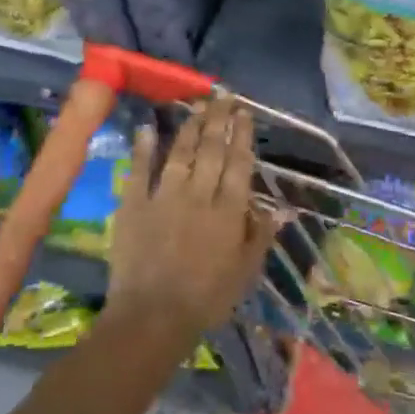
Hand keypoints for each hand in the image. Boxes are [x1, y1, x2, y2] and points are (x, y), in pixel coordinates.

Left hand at [107, 94, 282, 334]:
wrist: (152, 317)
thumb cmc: (207, 299)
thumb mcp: (245, 272)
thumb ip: (260, 235)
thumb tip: (281, 207)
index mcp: (229, 211)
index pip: (239, 164)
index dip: (243, 136)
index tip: (245, 112)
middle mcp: (199, 195)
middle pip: (212, 150)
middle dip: (220, 120)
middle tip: (224, 96)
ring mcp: (164, 197)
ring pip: (180, 153)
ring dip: (190, 127)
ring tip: (198, 106)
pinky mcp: (133, 205)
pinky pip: (139, 170)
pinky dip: (142, 148)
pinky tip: (146, 128)